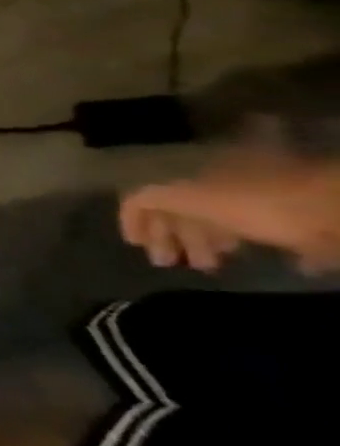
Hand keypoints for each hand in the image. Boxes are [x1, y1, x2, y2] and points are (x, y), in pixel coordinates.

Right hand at [120, 145, 339, 273]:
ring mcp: (258, 205)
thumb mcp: (195, 198)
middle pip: (185, 209)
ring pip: (220, 223)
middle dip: (171, 235)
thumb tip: (127, 201)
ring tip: (206, 266)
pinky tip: (244, 262)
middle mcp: (222, 186)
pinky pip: (260, 235)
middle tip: (167, 262)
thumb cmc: (258, 205)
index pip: (154, 194)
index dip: (137, 217)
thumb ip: (155, 198)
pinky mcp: (292, 225)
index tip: (135, 244)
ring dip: (205, 244)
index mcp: (197, 178)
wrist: (338, 212)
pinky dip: (245, 248)